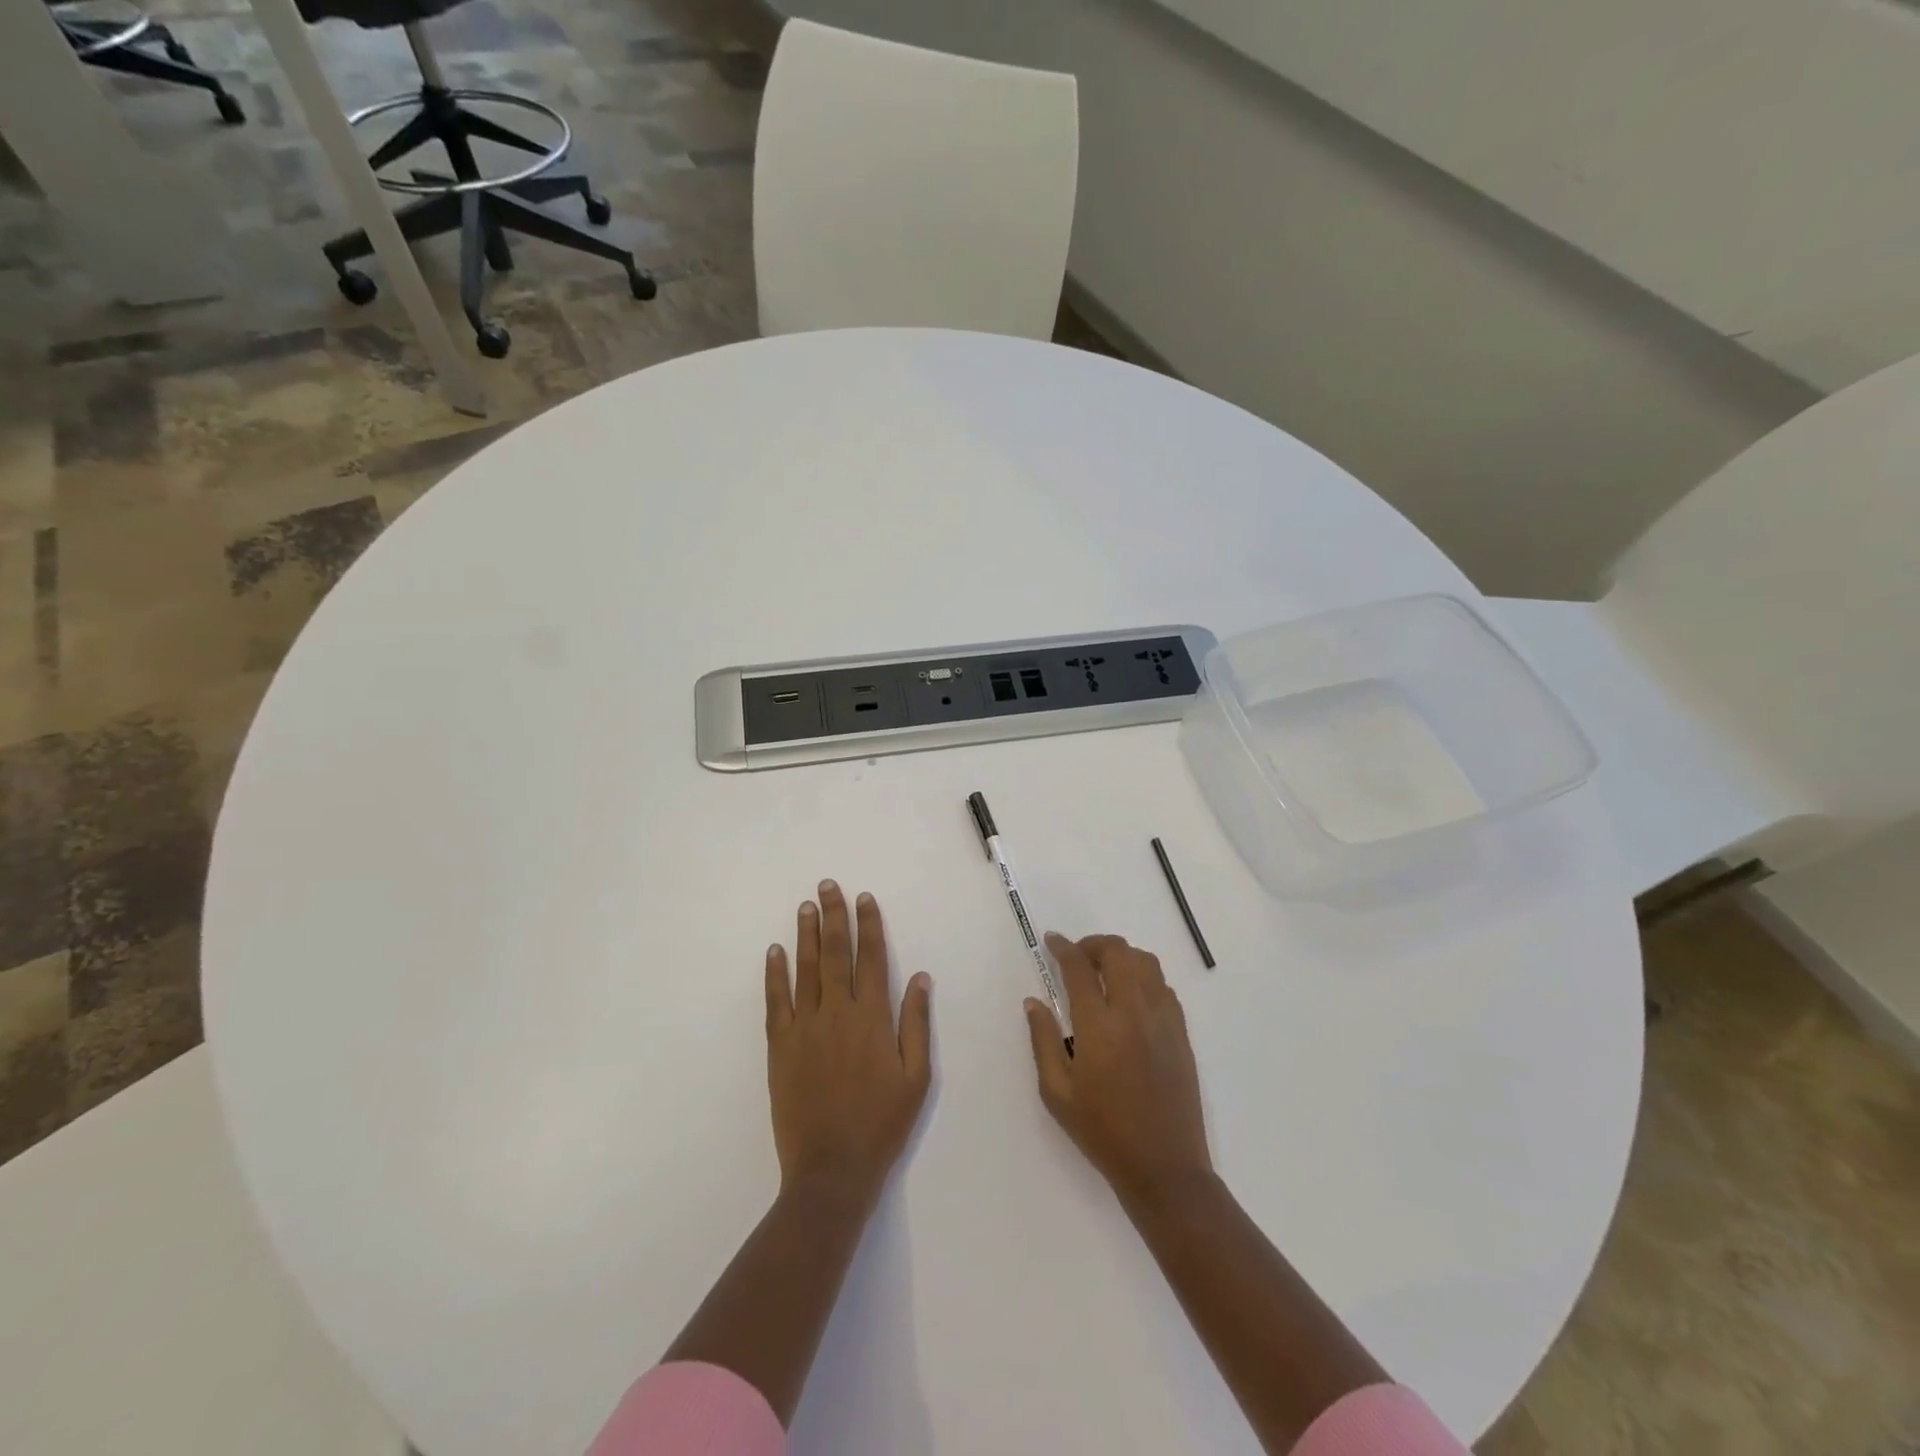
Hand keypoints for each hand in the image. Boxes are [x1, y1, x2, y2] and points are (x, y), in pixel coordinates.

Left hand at [765, 881, 932, 1209]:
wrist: (831, 1170)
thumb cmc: (881, 1123)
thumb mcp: (916, 1077)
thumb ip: (916, 1023)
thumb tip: (919, 977)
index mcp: (873, 1018)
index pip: (871, 958)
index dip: (869, 926)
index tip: (864, 898)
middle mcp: (837, 1013)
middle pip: (836, 954)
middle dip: (834, 916)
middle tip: (828, 886)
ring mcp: (804, 1028)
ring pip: (805, 970)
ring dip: (806, 935)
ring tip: (805, 906)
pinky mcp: (780, 1047)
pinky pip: (775, 1002)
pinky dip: (775, 974)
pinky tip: (775, 951)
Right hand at [1025, 933, 1211, 1204]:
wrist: (1165, 1167)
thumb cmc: (1103, 1132)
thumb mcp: (1057, 1093)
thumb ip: (1043, 1040)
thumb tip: (1034, 1001)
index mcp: (1100, 1026)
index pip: (1079, 968)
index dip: (1063, 948)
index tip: (1052, 942)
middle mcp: (1134, 1012)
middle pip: (1117, 952)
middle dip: (1093, 945)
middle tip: (1077, 957)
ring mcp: (1163, 1020)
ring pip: (1145, 962)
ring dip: (1121, 956)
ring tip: (1104, 971)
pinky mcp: (1181, 1032)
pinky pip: (1163, 986)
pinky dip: (1144, 976)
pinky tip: (1130, 996)